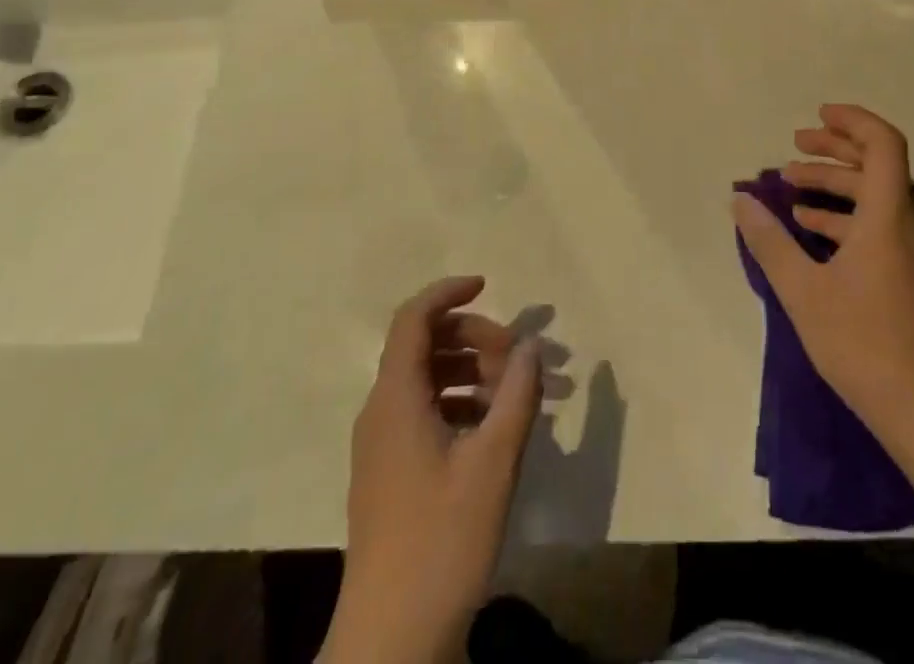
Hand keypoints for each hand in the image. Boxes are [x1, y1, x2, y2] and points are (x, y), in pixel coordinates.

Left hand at [324, 277, 542, 663]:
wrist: (390, 643)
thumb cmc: (442, 542)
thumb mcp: (494, 463)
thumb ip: (517, 394)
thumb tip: (532, 344)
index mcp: (396, 399)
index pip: (414, 319)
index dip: (449, 292)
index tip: (489, 285)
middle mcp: (381, 412)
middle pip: (425, 346)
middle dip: (476, 338)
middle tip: (521, 359)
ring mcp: (382, 446)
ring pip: (427, 380)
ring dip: (473, 373)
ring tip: (520, 393)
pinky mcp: (390, 474)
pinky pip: (425, 413)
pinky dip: (461, 404)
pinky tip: (496, 429)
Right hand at [733, 105, 913, 501]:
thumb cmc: (864, 343)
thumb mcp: (804, 291)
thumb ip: (770, 242)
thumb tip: (740, 201)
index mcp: (888, 214)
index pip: (883, 144)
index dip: (852, 121)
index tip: (817, 114)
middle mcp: (905, 222)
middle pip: (876, 165)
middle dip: (834, 149)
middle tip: (795, 146)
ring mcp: (909, 251)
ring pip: (873, 197)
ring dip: (833, 184)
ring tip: (790, 186)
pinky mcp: (906, 275)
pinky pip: (874, 224)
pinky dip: (842, 216)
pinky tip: (809, 228)